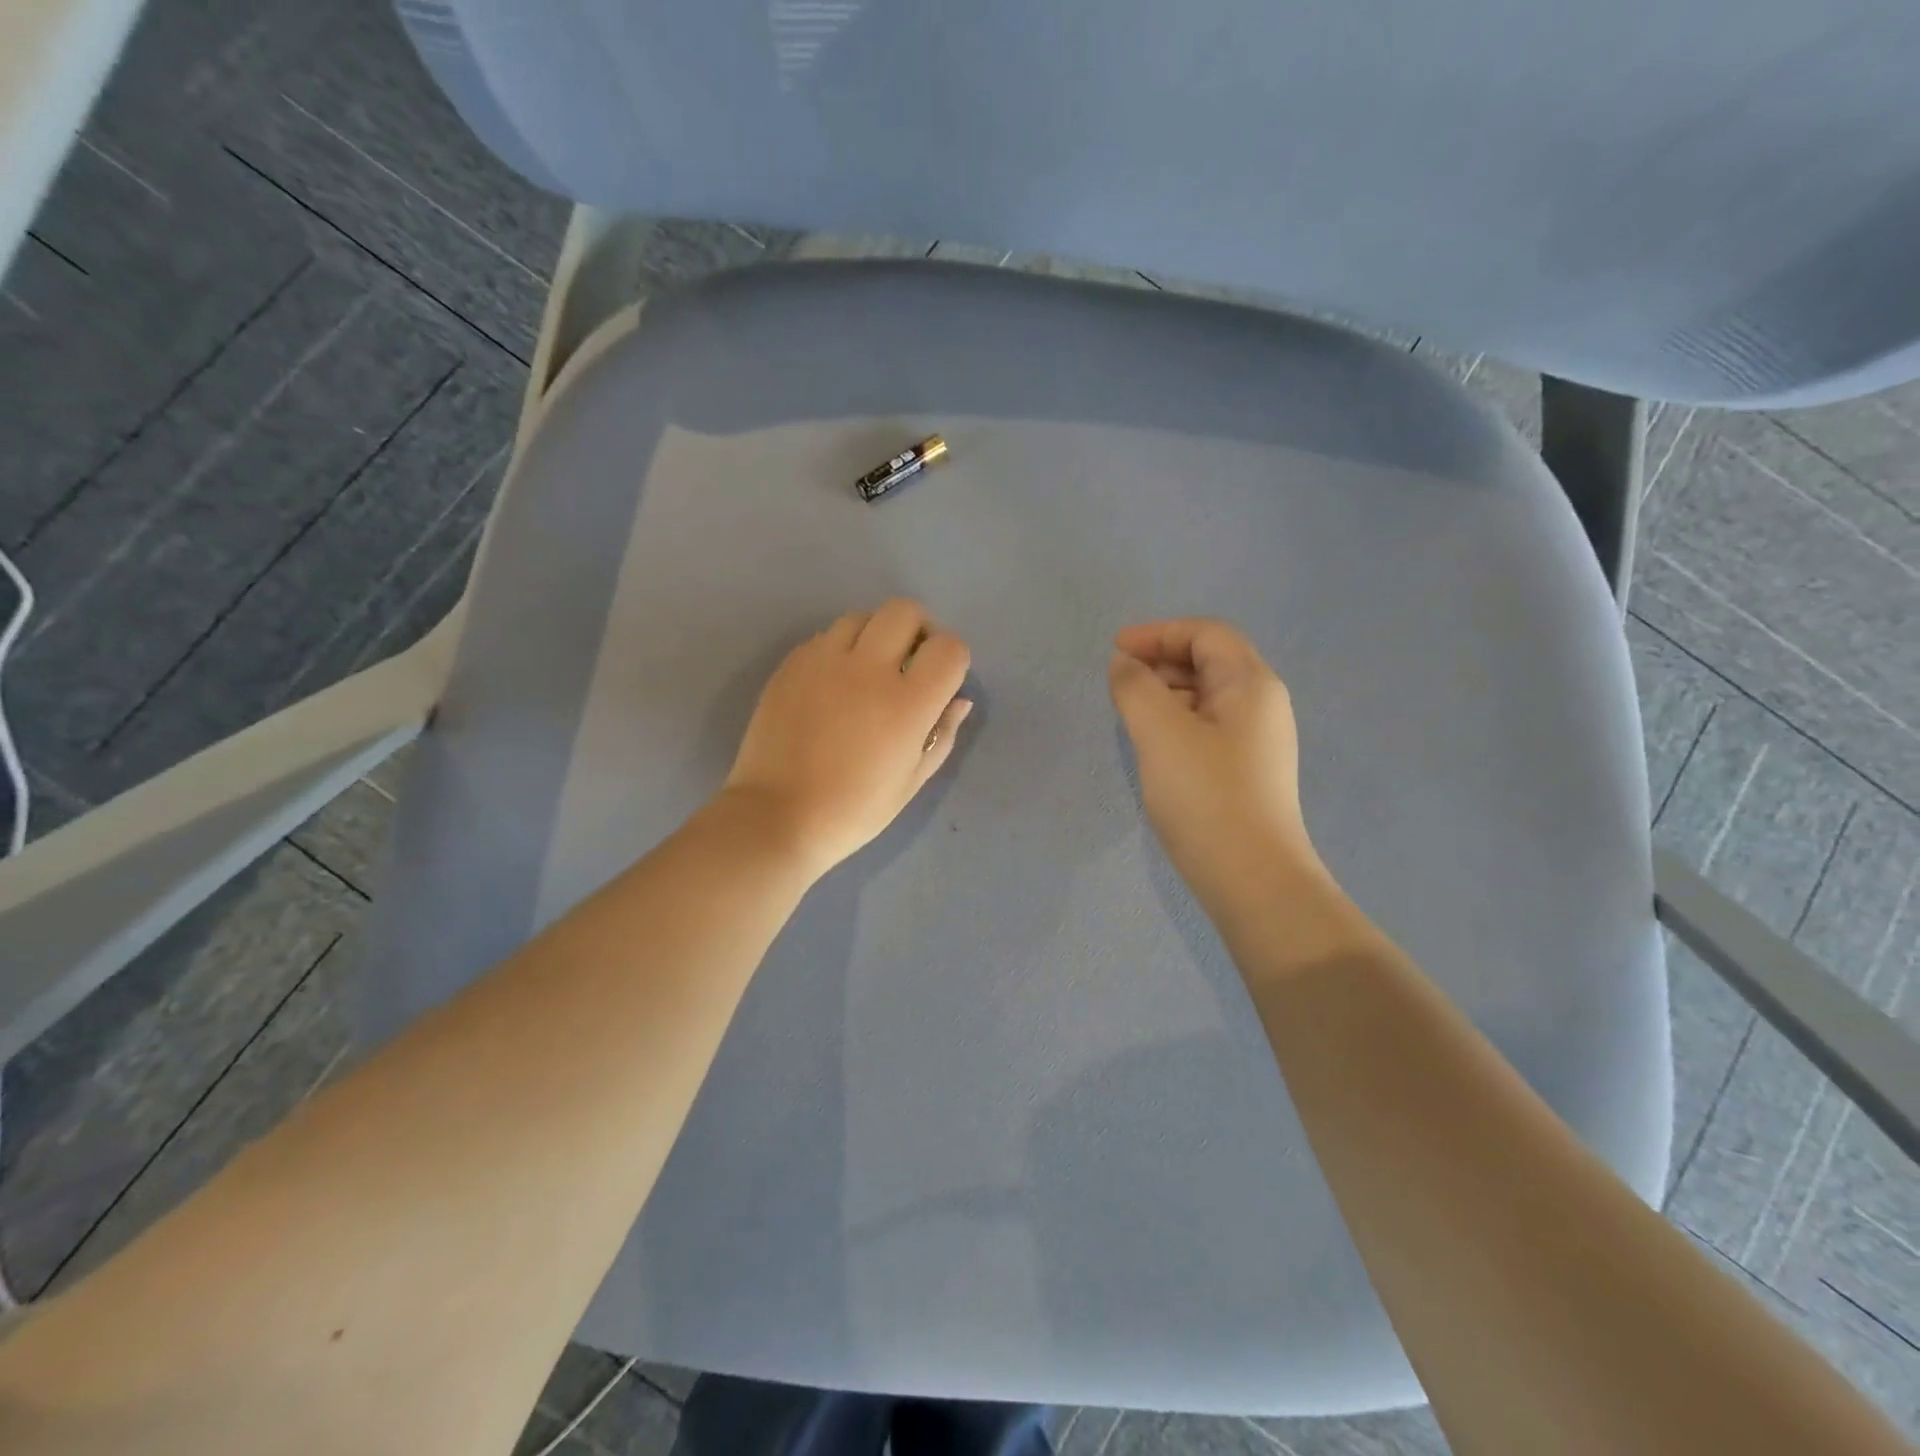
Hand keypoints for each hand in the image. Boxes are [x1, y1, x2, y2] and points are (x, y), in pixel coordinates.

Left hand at [724, 598, 972, 875]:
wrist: (777, 818)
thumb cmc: (854, 810)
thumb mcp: (912, 780)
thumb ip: (942, 733)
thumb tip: (958, 699)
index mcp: (907, 703)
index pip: (949, 647)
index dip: (953, 658)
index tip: (942, 679)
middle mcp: (867, 669)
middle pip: (905, 611)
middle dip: (918, 629)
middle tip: (910, 661)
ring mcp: (823, 661)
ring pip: (861, 617)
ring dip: (876, 635)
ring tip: (868, 670)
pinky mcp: (791, 665)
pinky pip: (825, 637)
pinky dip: (840, 649)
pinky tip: (834, 684)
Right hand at [1108, 619, 1321, 918]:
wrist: (1251, 877)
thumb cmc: (1205, 794)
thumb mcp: (1160, 731)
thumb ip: (1135, 687)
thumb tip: (1125, 665)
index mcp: (1251, 683)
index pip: (1205, 633)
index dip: (1158, 633)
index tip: (1115, 650)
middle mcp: (1262, 705)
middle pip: (1209, 662)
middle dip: (1160, 662)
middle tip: (1118, 683)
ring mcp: (1257, 742)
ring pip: (1207, 697)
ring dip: (1166, 694)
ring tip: (1129, 713)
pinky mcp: (1246, 773)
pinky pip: (1207, 728)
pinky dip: (1176, 722)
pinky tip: (1153, 745)